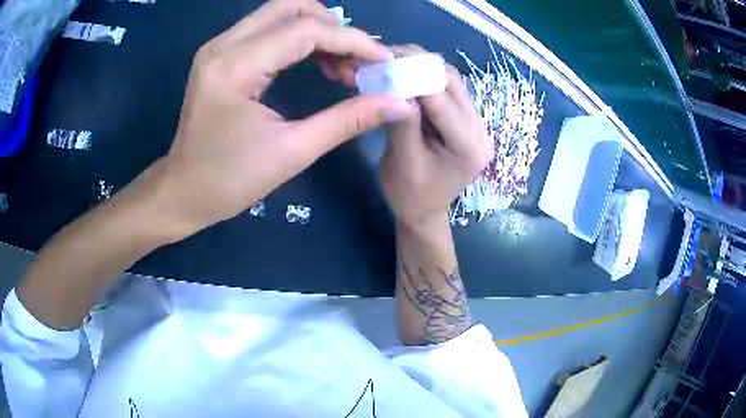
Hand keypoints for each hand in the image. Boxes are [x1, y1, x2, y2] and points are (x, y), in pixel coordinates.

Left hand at [155, 0, 413, 237]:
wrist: (184, 191)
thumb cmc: (230, 181)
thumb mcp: (293, 152)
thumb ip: (347, 120)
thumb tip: (398, 103)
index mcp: (234, 68)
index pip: (304, 31)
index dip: (351, 41)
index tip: (383, 60)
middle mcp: (222, 46)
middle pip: (290, 7)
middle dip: (333, 27)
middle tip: (357, 60)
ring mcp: (218, 48)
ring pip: (279, 13)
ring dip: (317, 30)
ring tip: (340, 65)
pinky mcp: (220, 55)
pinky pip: (267, 29)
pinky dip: (298, 38)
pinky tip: (316, 62)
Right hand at [380, 45, 491, 226]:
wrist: (423, 212)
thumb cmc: (411, 195)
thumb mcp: (403, 162)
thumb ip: (402, 123)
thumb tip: (394, 83)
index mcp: (470, 147)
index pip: (443, 100)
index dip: (414, 75)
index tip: (385, 59)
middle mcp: (481, 131)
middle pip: (453, 83)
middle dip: (420, 65)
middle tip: (388, 54)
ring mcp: (476, 124)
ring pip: (451, 82)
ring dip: (423, 68)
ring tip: (394, 61)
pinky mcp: (466, 121)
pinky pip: (447, 91)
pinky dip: (426, 79)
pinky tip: (406, 74)